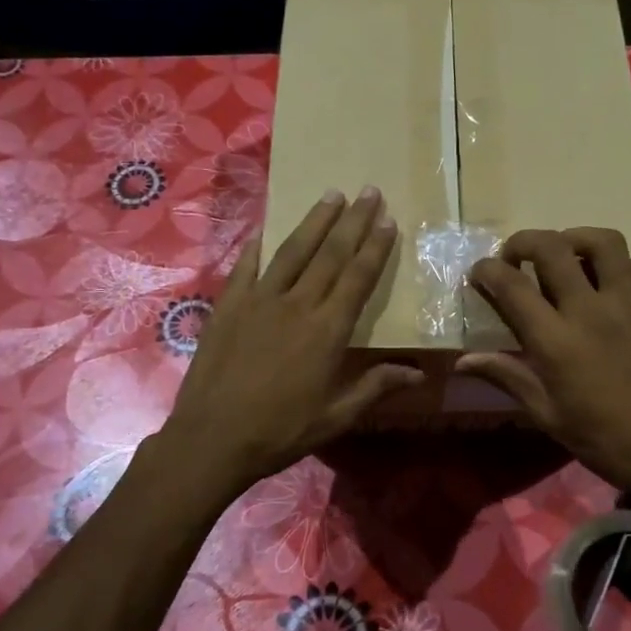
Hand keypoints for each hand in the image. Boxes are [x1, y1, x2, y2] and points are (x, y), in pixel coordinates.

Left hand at [159, 189, 422, 496]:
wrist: (212, 439)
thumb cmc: (281, 431)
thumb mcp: (336, 416)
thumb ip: (376, 387)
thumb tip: (418, 373)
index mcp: (327, 331)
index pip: (358, 278)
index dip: (375, 247)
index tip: (388, 220)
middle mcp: (297, 305)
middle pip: (330, 254)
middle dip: (353, 221)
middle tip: (368, 191)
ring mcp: (259, 301)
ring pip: (293, 251)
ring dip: (314, 221)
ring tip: (331, 195)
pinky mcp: (228, 306)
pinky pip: (246, 267)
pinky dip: (258, 246)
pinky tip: (266, 229)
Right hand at [456, 227, 630, 519]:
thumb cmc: (601, 438)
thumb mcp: (545, 413)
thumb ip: (506, 375)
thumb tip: (463, 361)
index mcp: (556, 339)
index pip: (512, 285)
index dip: (487, 270)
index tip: (479, 273)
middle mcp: (590, 309)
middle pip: (552, 247)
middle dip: (523, 242)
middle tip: (514, 257)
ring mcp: (629, 303)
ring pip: (602, 242)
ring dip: (573, 238)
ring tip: (561, 255)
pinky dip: (608, 263)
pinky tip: (600, 283)